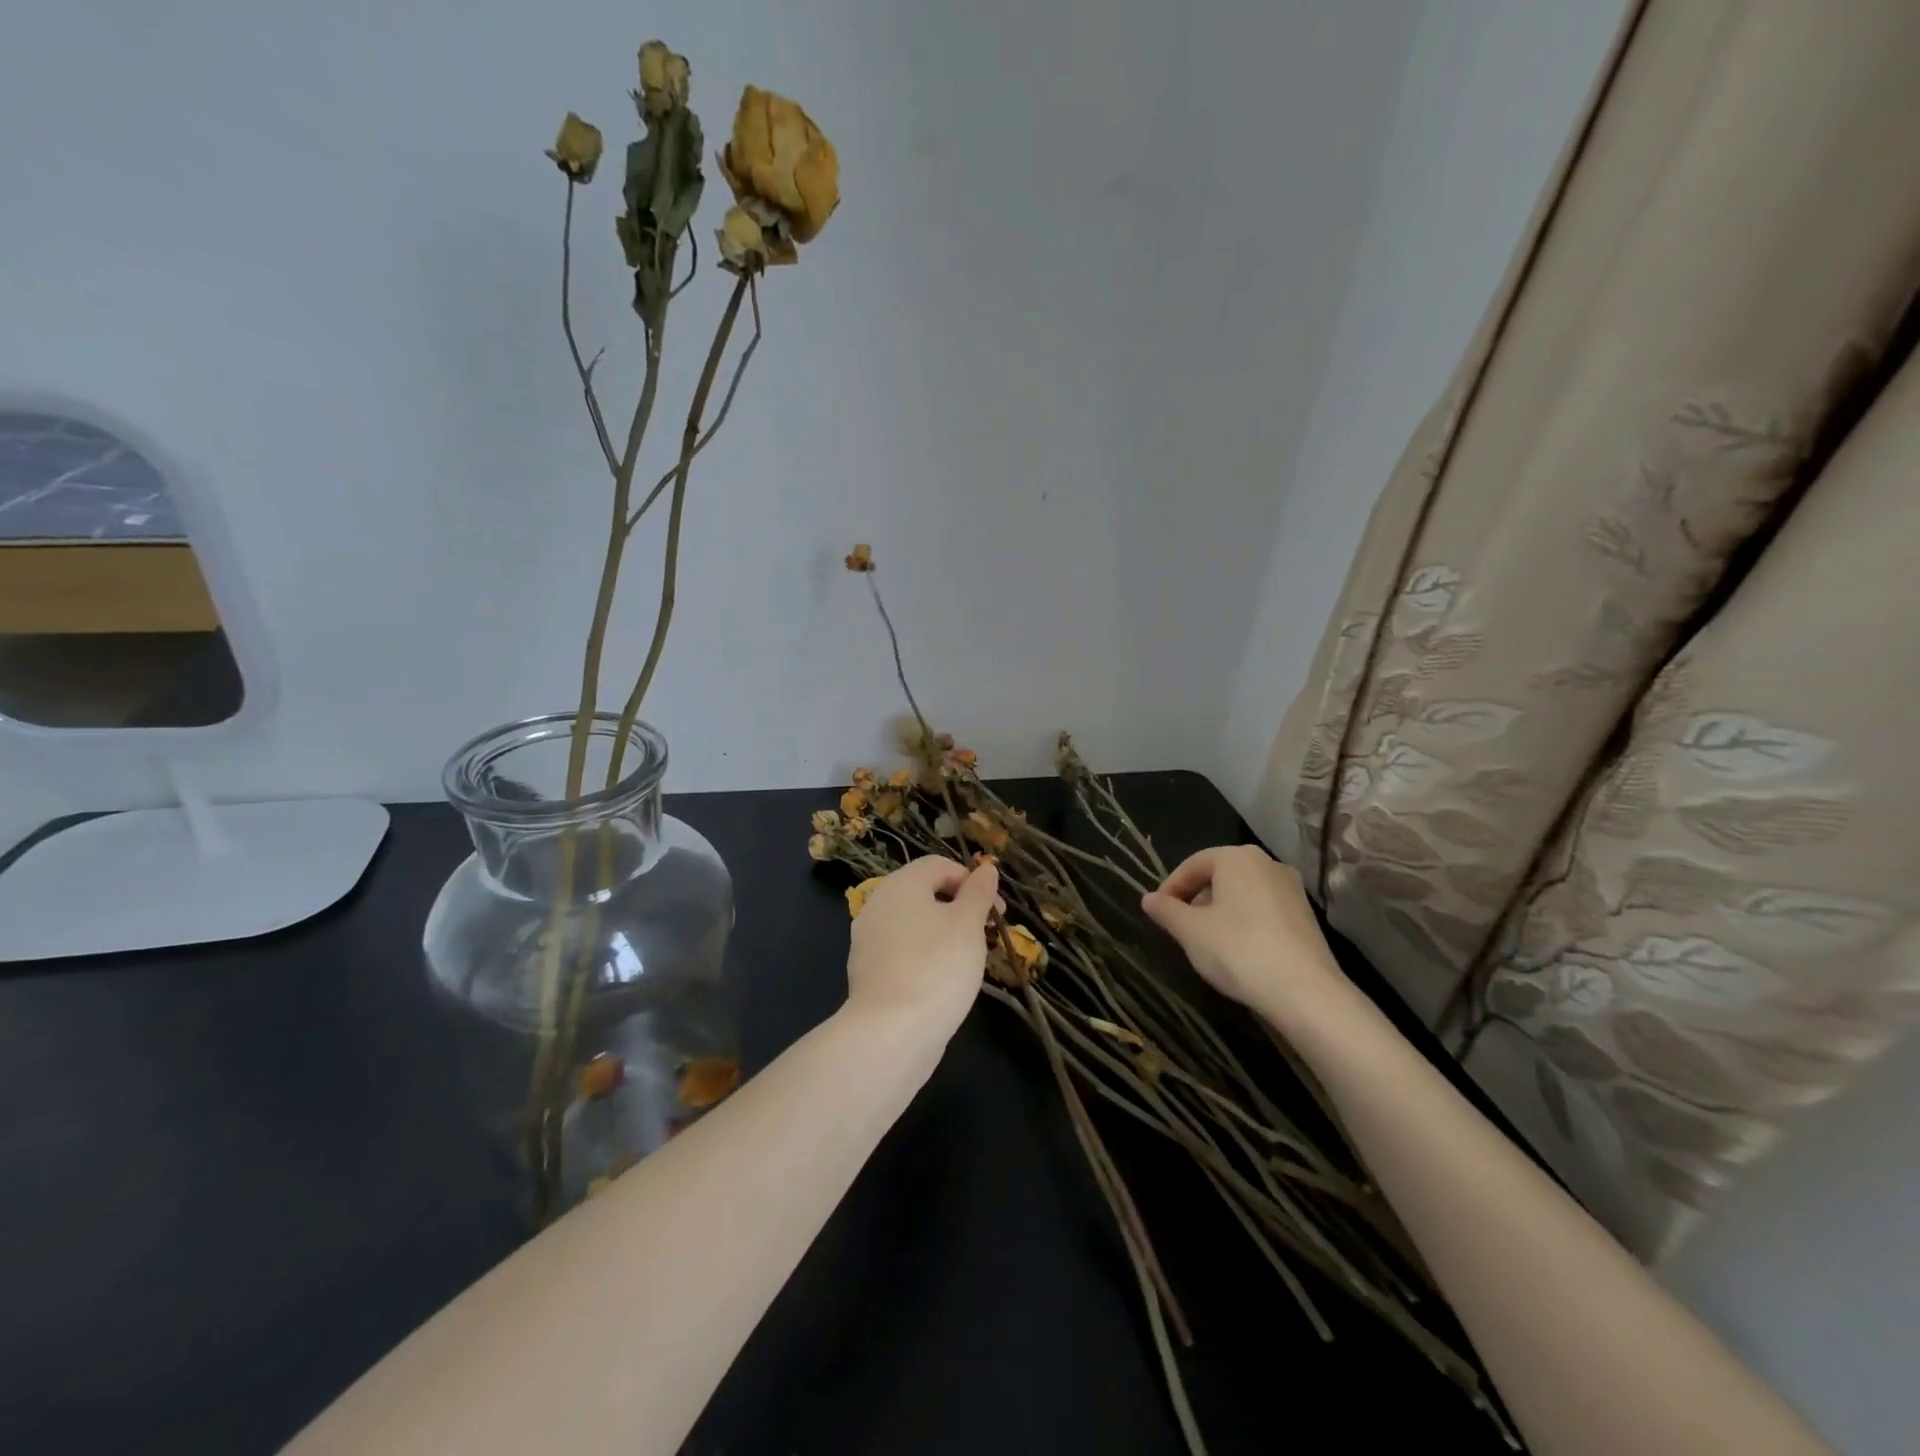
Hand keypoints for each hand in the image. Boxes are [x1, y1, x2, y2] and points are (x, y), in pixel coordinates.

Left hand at [846, 856, 1000, 1039]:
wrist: (891, 1032)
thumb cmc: (937, 967)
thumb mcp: (968, 924)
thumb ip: (978, 893)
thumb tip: (985, 869)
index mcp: (900, 884)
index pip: (938, 865)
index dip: (970, 880)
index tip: (995, 910)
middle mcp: (878, 904)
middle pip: (923, 893)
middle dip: (958, 908)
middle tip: (985, 934)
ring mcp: (868, 940)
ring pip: (913, 924)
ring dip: (942, 933)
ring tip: (968, 960)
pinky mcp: (867, 972)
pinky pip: (902, 952)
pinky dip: (924, 956)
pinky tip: (941, 982)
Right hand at [1140, 845, 1348, 1030]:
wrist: (1306, 993)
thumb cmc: (1238, 950)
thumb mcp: (1190, 931)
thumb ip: (1166, 911)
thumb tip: (1148, 899)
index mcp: (1237, 857)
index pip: (1193, 864)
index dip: (1170, 887)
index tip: (1158, 913)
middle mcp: (1267, 863)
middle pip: (1219, 875)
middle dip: (1196, 899)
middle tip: (1180, 927)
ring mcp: (1291, 889)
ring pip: (1242, 893)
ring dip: (1219, 911)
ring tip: (1206, 941)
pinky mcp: (1306, 916)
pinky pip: (1263, 909)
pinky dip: (1244, 922)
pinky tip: (1237, 950)